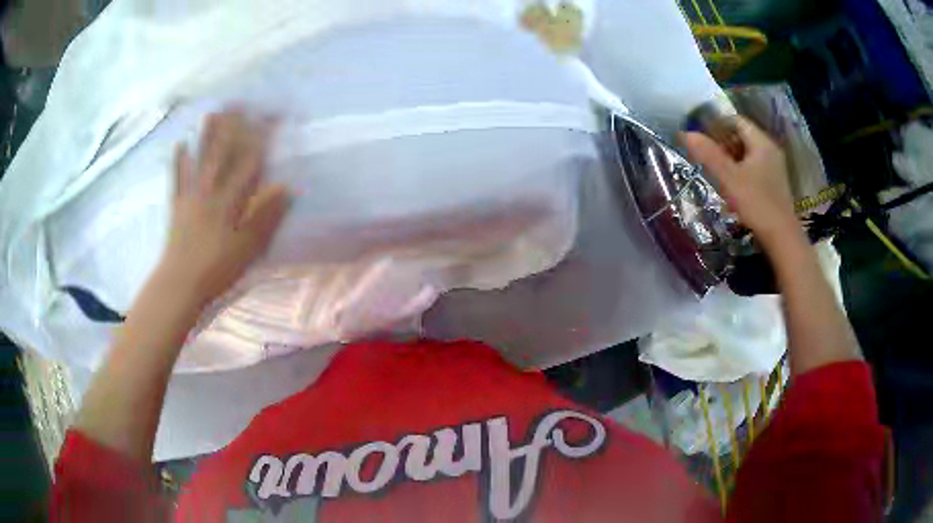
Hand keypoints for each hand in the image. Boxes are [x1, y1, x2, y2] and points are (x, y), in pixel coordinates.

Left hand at [160, 109, 288, 305]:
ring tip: (214, 111)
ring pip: (201, 159)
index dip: (261, 137)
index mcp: (230, 200)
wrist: (180, 284)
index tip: (273, 118)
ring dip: (208, 134)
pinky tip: (180, 144)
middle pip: (224, 152)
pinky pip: (177, 178)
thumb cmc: (217, 269)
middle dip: (235, 126)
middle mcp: (210, 191)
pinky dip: (179, 160)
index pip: (249, 161)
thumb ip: (266, 217)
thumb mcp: (249, 248)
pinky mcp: (178, 206)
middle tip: (243, 103)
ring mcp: (191, 196)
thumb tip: (287, 188)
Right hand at [681, 117, 800, 248]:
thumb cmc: (756, 204)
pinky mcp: (774, 185)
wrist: (782, 239)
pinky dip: (740, 171)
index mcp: (762, 143)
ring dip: (731, 159)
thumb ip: (708, 154)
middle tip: (705, 155)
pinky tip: (731, 187)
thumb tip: (684, 133)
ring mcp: (774, 168)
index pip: (736, 121)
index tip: (701, 136)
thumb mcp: (728, 178)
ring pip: (748, 154)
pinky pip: (754, 168)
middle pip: (742, 137)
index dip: (717, 124)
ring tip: (715, 171)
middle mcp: (770, 150)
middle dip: (722, 143)